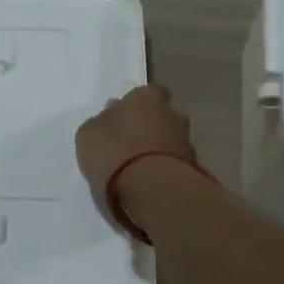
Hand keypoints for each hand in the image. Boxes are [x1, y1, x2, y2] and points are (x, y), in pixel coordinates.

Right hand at [75, 85, 198, 202]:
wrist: (154, 190)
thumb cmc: (115, 153)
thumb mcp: (88, 136)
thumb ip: (99, 123)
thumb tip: (107, 118)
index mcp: (146, 97)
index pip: (143, 93)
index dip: (132, 106)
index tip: (119, 119)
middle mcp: (172, 113)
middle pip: (160, 115)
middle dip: (149, 126)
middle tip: (129, 143)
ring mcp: (187, 140)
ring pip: (170, 139)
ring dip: (158, 149)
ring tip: (138, 168)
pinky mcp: (195, 167)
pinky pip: (175, 162)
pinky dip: (165, 168)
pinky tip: (150, 181)